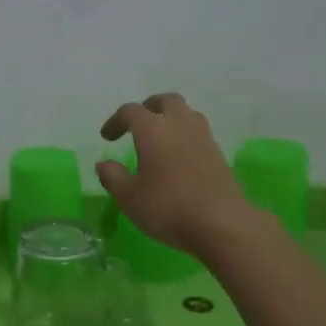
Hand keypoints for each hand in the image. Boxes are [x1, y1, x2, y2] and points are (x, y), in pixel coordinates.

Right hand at [95, 93, 253, 256]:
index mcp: (154, 130)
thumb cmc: (169, 209)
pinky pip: (198, 132)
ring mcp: (204, 137)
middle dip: (148, 107)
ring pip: (186, 113)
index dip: (115, 121)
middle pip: (166, 101)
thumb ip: (113, 177)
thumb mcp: (130, 198)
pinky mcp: (218, 153)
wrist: (222, 224)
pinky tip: (177, 158)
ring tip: (159, 139)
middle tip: (136, 125)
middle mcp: (180, 125)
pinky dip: (184, 136)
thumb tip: (103, 164)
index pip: (131, 112)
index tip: (107, 137)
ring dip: (170, 119)